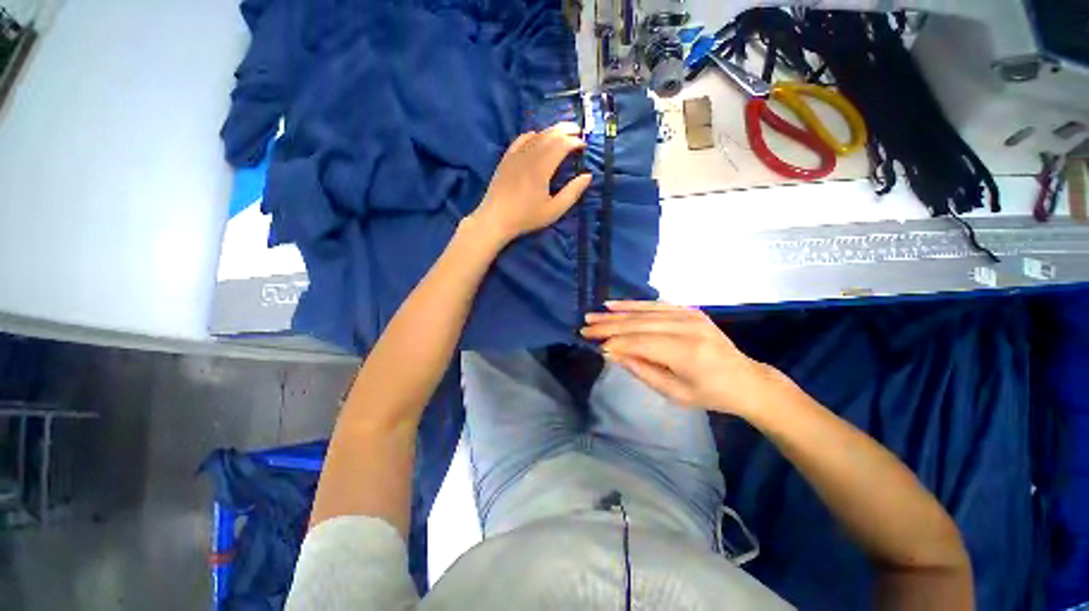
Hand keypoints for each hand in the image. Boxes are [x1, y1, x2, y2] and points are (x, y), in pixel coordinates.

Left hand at [470, 123, 591, 243]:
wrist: (495, 219)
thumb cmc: (526, 217)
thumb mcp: (554, 210)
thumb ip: (572, 192)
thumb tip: (588, 176)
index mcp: (542, 168)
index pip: (561, 145)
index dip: (575, 142)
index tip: (584, 146)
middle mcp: (529, 156)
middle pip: (550, 135)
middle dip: (566, 130)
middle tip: (578, 131)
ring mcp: (515, 155)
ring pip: (536, 135)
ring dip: (551, 131)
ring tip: (563, 132)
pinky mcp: (506, 159)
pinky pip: (520, 140)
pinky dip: (532, 135)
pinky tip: (537, 136)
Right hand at [582, 301, 772, 415]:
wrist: (746, 380)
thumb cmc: (710, 394)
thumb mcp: (674, 393)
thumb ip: (642, 370)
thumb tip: (612, 353)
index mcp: (687, 353)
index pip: (640, 343)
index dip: (615, 342)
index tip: (593, 344)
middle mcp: (687, 328)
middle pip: (639, 324)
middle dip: (609, 325)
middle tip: (585, 327)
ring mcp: (689, 315)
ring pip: (644, 311)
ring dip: (616, 313)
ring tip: (594, 315)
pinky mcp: (689, 310)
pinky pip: (656, 304)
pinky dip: (633, 304)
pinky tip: (615, 304)